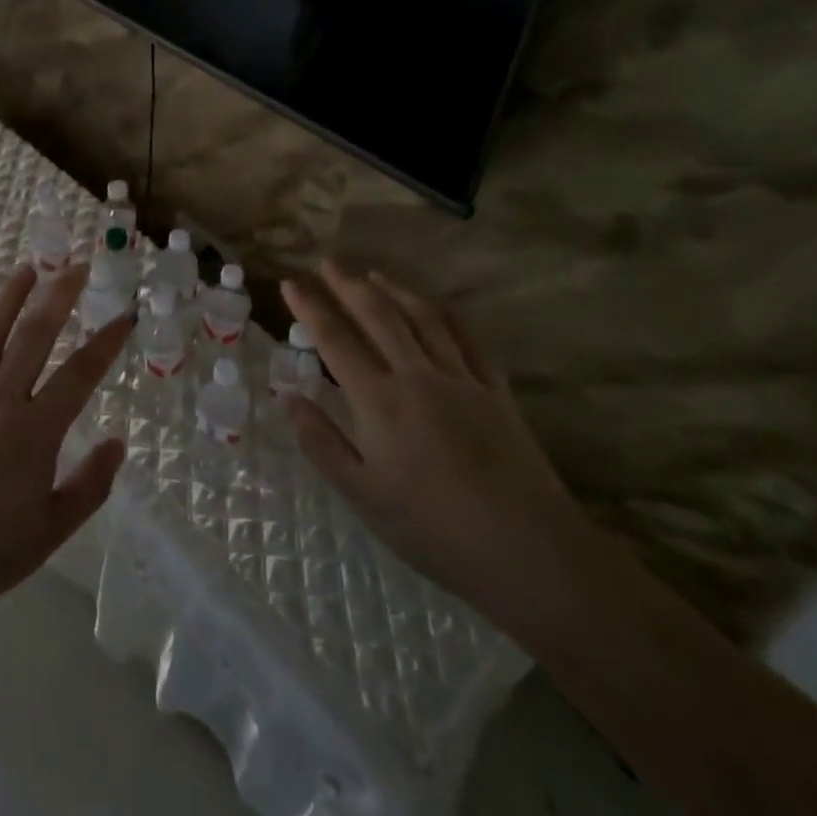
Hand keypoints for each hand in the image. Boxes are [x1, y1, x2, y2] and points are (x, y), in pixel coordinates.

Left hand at [0, 265, 130, 631]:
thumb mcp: (48, 533)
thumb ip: (89, 487)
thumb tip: (117, 443)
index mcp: (33, 433)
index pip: (80, 374)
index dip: (106, 342)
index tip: (124, 315)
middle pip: (32, 336)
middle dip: (57, 296)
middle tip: (74, 266)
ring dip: (9, 297)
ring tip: (26, 269)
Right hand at [281, 261, 593, 614]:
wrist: (528, 553)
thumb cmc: (434, 530)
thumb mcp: (363, 496)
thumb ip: (322, 443)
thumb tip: (288, 398)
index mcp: (380, 401)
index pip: (335, 341)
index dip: (310, 309)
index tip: (289, 283)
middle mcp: (417, 376)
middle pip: (378, 316)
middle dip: (348, 285)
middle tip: (328, 262)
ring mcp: (462, 380)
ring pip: (423, 319)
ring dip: (395, 291)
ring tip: (373, 274)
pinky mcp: (497, 393)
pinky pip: (469, 341)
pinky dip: (448, 317)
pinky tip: (438, 308)